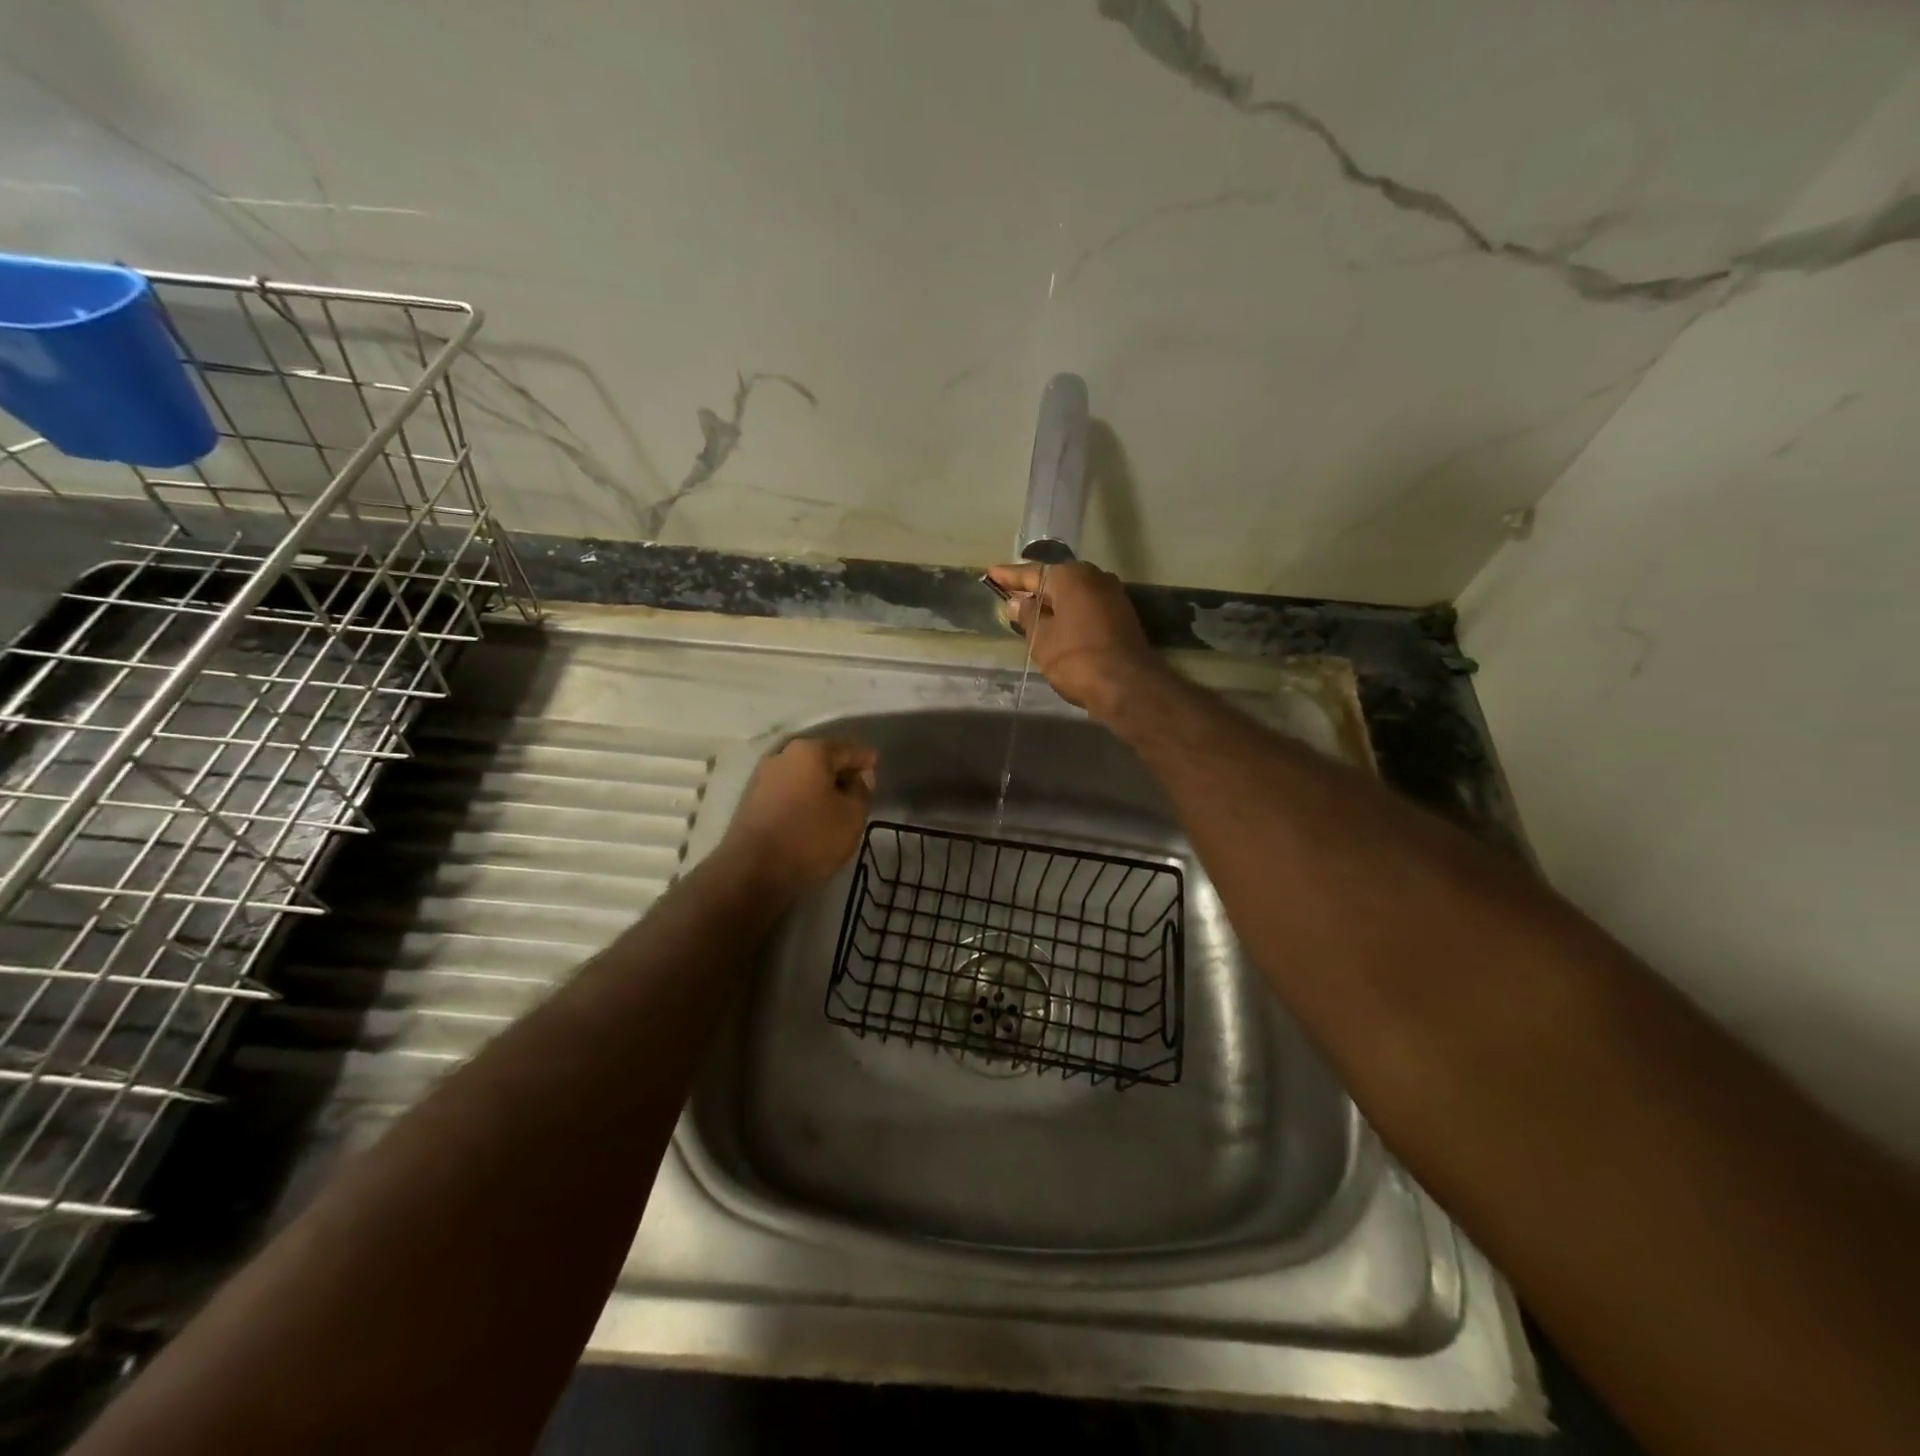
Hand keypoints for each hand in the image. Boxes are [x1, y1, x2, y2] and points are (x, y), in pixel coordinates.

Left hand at [720, 737, 876, 899]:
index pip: (848, 749)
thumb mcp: (852, 816)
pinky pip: (787, 790)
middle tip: (859, 790)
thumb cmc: (811, 838)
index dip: (866, 760)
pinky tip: (812, 815)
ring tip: (837, 806)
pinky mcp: (751, 799)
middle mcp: (783, 755)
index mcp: (811, 751)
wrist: (752, 872)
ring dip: (820, 786)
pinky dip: (803, 798)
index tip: (877, 772)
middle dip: (841, 771)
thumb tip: (859, 777)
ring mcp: (763, 776)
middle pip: (822, 758)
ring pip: (803, 774)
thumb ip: (862, 790)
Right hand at [985, 561, 1166, 720]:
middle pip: (1056, 581)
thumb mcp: (1042, 639)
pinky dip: (1069, 613)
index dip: (1009, 576)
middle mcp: (1095, 578)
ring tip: (1030, 610)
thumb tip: (1017, 602)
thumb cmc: (1076, 658)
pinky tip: (1056, 624)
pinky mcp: (1122, 618)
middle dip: (1033, 588)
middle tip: (1010, 592)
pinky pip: (1086, 608)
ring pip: (1073, 595)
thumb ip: (1027, 616)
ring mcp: (1113, 597)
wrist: (1128, 686)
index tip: (991, 573)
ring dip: (1052, 603)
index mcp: (1071, 577)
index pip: (1032, 573)